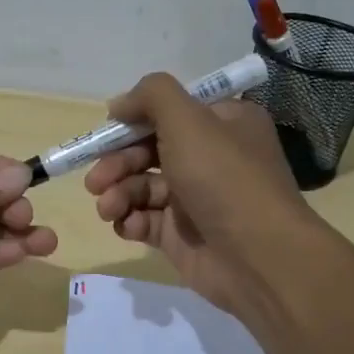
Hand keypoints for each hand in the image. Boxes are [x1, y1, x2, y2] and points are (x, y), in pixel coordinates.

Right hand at [83, 75, 319, 314]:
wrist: (257, 257)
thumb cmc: (224, 178)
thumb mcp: (189, 119)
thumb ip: (151, 96)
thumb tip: (119, 104)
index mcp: (222, 123)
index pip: (170, 112)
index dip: (134, 120)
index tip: (107, 131)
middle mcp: (210, 157)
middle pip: (148, 150)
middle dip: (117, 163)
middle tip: (96, 180)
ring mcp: (195, 198)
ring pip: (141, 187)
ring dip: (118, 194)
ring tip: (108, 208)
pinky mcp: (181, 235)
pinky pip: (145, 220)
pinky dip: (131, 221)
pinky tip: (129, 226)